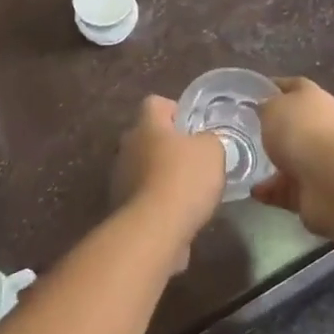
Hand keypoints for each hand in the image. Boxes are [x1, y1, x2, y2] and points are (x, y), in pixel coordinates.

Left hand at [111, 96, 226, 240]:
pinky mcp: (122, 205)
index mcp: (146, 124)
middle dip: (170, 145)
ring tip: (191, 190)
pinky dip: (160, 200)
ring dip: (164, 174)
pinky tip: (180, 212)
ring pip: (146, 166)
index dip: (176, 110)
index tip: (195, 127)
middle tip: (196, 159)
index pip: (156, 103)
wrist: (154, 230)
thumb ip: (209, 140)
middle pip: (149, 136)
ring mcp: (121, 177)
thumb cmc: (184, 179)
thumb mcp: (212, 150)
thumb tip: (204, 142)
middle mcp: (128, 146)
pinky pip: (145, 194)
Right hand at [252, 77, 333, 235]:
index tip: (253, 93)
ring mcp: (322, 159)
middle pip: (296, 123)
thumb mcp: (272, 107)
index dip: (275, 87)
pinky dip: (273, 190)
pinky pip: (289, 187)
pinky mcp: (317, 188)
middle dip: (274, 129)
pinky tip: (255, 191)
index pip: (295, 86)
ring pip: (293, 158)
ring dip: (272, 163)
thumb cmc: (299, 131)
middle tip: (246, 132)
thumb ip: (266, 106)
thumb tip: (265, 108)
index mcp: (314, 98)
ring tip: (245, 165)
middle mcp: (323, 126)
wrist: (329, 180)